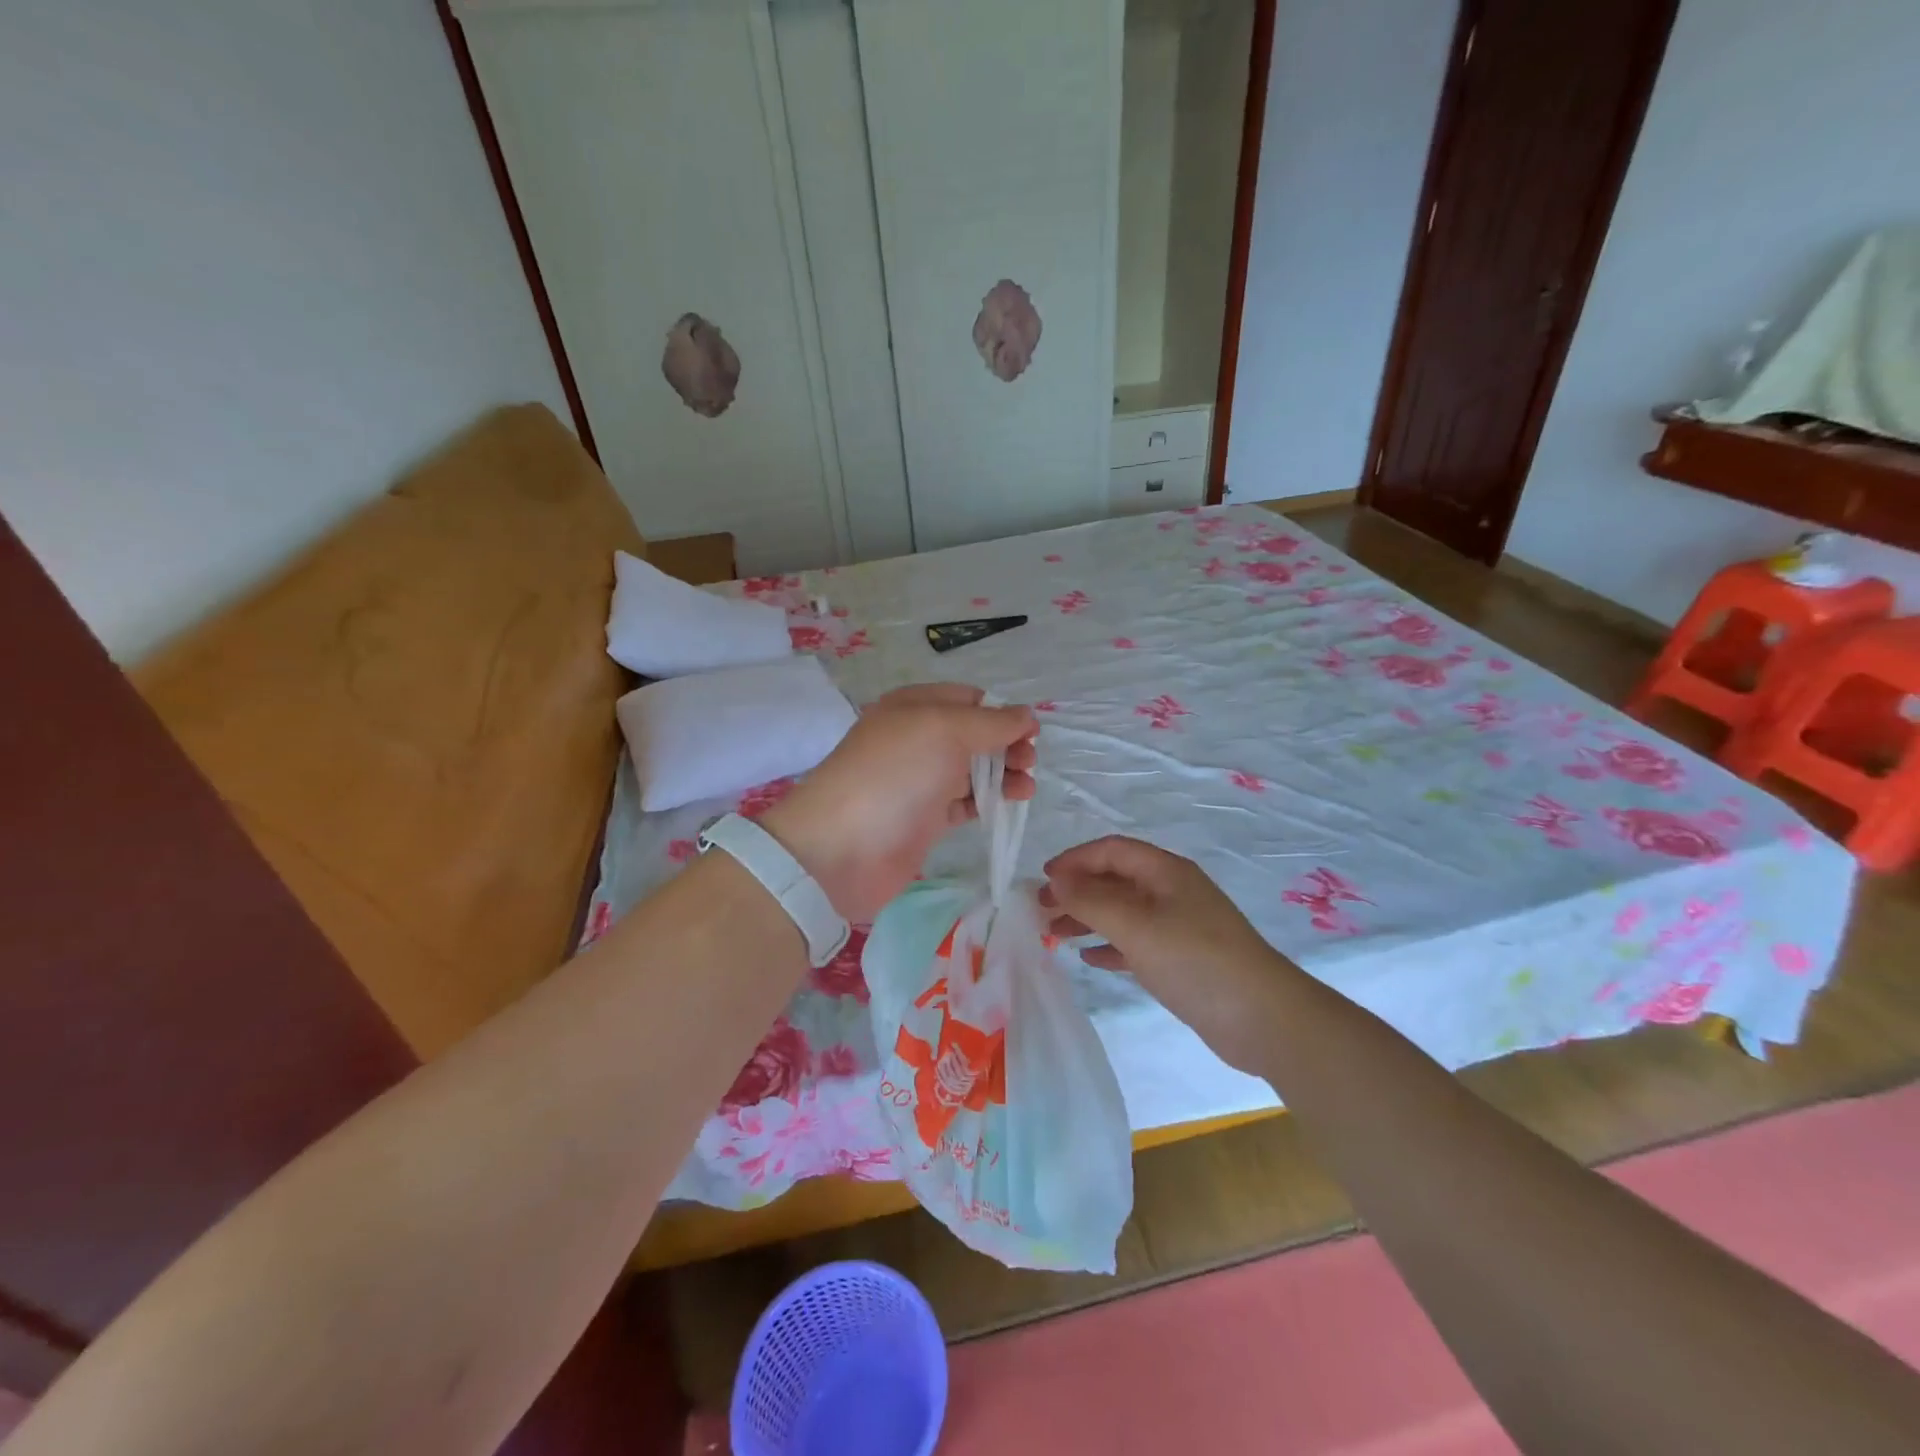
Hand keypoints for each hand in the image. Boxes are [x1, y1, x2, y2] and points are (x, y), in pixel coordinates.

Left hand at [761, 684, 1036, 922]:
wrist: (842, 847)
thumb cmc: (895, 775)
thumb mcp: (944, 730)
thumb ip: (991, 722)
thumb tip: (1026, 715)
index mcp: (914, 707)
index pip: (968, 699)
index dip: (1001, 712)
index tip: (1030, 732)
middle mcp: (916, 739)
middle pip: (974, 735)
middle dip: (1006, 744)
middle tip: (1028, 762)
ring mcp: (919, 781)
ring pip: (972, 770)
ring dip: (1004, 774)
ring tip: (1026, 787)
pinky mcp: (925, 819)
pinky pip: (965, 802)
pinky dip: (989, 801)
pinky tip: (1009, 805)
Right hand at [1041, 836, 1297, 1073]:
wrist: (1262, 1018)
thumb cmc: (1195, 959)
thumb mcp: (1136, 925)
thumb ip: (1091, 900)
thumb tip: (1056, 879)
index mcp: (1165, 872)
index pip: (1111, 851)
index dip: (1074, 859)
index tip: (1043, 879)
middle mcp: (1171, 892)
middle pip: (1115, 880)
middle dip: (1077, 890)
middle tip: (1040, 909)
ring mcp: (1178, 926)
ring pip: (1122, 912)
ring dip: (1088, 918)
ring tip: (1054, 935)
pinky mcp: (1181, 959)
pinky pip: (1136, 942)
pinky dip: (1110, 945)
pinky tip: (1090, 959)